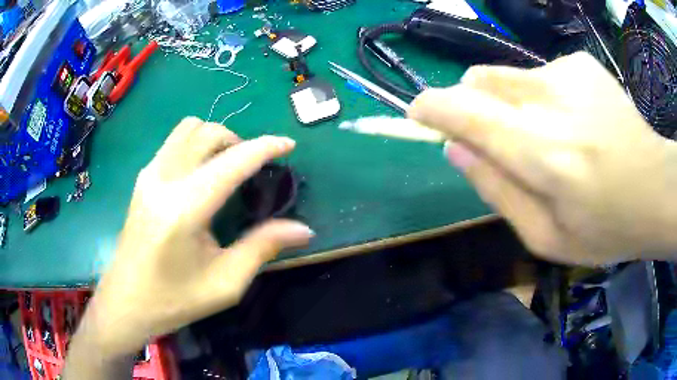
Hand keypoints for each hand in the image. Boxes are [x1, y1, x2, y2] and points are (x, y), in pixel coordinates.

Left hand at [78, 118, 313, 357]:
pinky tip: (202, 174)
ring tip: (228, 165)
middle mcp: (164, 180)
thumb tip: (304, 229)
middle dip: (239, 140)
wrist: (126, 301)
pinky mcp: (143, 178)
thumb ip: (263, 248)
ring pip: (188, 128)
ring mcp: (149, 175)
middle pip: (208, 132)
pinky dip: (196, 144)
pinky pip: (174, 142)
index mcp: (185, 208)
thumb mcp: (225, 283)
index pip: (232, 162)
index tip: (289, 144)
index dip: (265, 147)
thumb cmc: (174, 299)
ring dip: (215, 137)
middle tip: (254, 166)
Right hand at [409, 52, 676, 264]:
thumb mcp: (545, 236)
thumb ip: (496, 192)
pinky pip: (541, 75)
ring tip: (550, 136)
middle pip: (480, 81)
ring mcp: (569, 73)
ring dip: (512, 104)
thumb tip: (454, 151)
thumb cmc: (606, 227)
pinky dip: (544, 97)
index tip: (418, 114)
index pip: (466, 112)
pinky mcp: (581, 63)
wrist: (656, 189)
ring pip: (509, 76)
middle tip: (499, 139)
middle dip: (472, 105)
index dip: (432, 108)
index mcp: (544, 154)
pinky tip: (575, 122)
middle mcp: (552, 101)